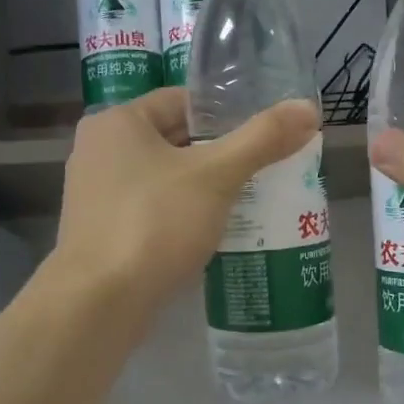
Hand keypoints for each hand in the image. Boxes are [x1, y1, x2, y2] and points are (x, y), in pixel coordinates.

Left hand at [51, 89, 319, 316]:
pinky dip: (181, 217)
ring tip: (250, 202)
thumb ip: (262, 139)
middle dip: (219, 156)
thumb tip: (308, 108)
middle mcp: (98, 151)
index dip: (226, 114)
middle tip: (265, 170)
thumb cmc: (155, 224)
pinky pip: (151, 212)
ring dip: (203, 190)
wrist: (99, 302)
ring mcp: (95, 195)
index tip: (264, 135)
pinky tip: (214, 234)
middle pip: (173, 141)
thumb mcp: (216, 176)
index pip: (181, 102)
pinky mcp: (101, 233)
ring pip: (164, 180)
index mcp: (117, 122)